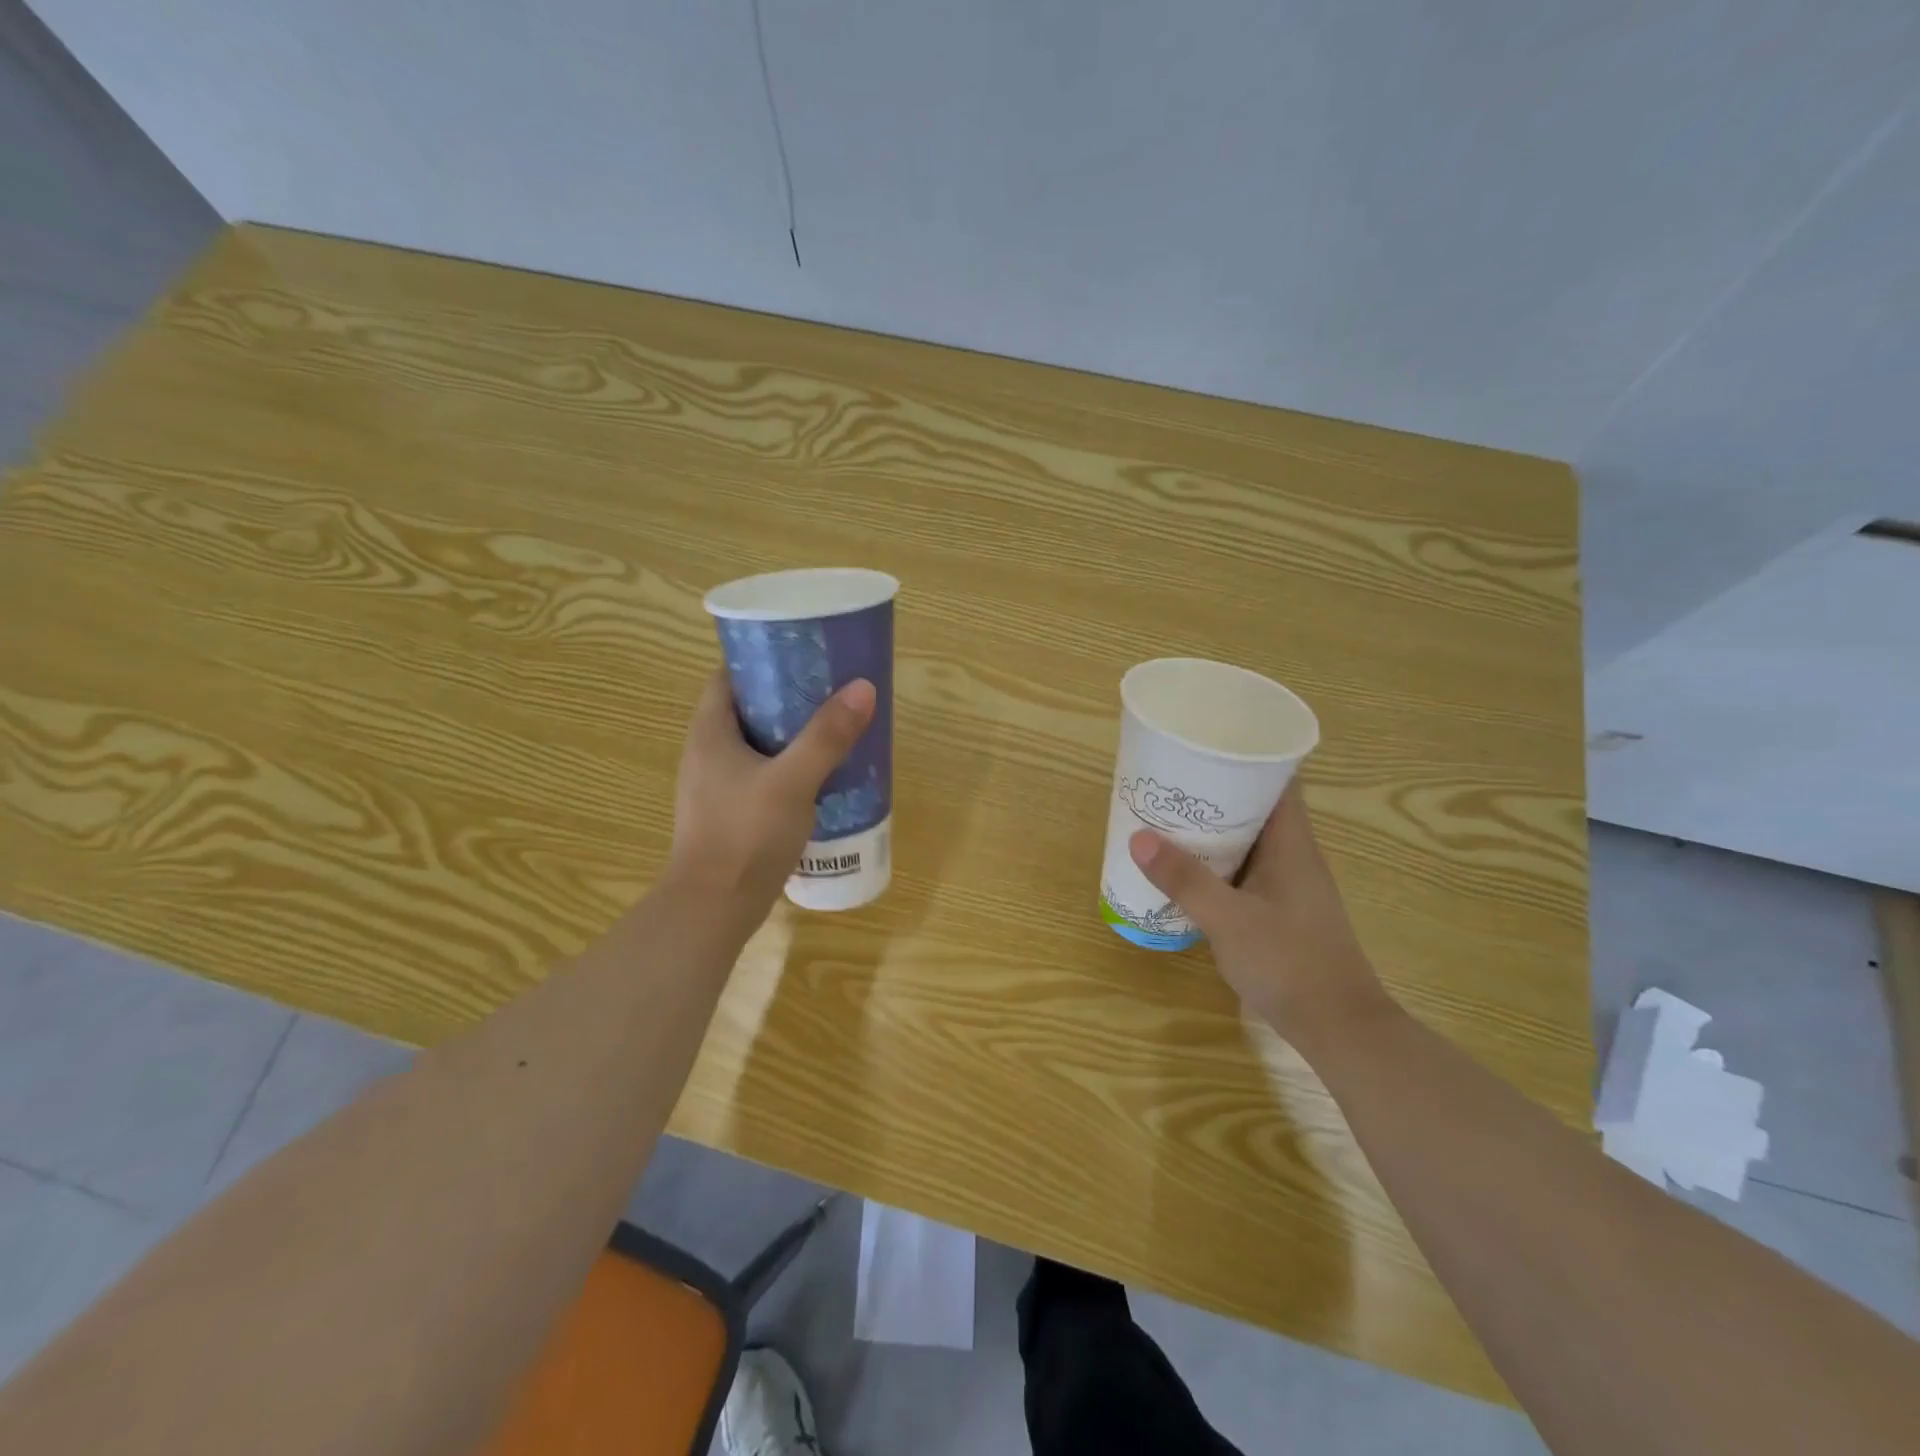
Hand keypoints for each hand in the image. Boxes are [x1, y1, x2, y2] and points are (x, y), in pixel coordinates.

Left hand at [668, 670, 876, 911]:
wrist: (714, 910)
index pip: (727, 677)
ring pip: (756, 745)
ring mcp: (717, 788)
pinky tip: (821, 777)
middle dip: (786, 697)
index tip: (801, 655)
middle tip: (829, 691)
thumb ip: (827, 736)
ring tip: (833, 729)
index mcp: (709, 733)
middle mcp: (707, 754)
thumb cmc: (745, 836)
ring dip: (790, 735)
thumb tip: (862, 688)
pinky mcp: (731, 815)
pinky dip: (788, 768)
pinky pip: (762, 776)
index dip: (760, 660)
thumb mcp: (791, 781)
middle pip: (746, 709)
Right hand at [1128, 779, 1386, 1036]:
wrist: (1339, 1028)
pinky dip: (1217, 863)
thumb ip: (1185, 879)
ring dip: (1213, 830)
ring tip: (1168, 819)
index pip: (1278, 779)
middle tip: (1170, 782)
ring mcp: (1288, 885)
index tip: (1206, 745)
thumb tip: (1138, 837)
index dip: (1247, 756)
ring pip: (1248, 841)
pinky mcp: (1280, 911)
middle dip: (1216, 792)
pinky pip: (1244, 870)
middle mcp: (1293, 856)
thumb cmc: (1289, 962)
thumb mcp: (1228, 919)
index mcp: (1291, 843)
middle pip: (1256, 807)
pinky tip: (1186, 871)